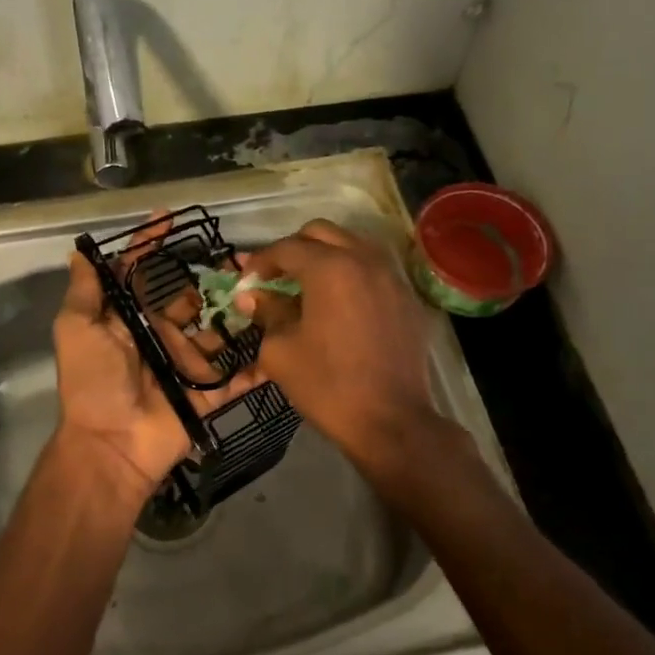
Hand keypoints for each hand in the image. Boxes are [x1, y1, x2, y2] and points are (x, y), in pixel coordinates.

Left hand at [53, 250, 262, 491]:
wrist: (113, 444)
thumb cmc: (93, 382)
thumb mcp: (77, 331)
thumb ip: (85, 293)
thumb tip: (80, 253)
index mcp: (131, 321)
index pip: (142, 275)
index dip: (151, 245)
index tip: (168, 216)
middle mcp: (162, 337)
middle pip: (190, 300)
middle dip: (210, 278)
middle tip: (239, 258)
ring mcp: (189, 364)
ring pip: (220, 332)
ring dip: (241, 312)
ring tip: (266, 288)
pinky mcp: (210, 391)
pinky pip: (239, 373)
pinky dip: (261, 361)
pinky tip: (284, 335)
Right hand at [237, 219, 438, 469]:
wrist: (390, 421)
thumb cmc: (327, 385)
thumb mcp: (281, 350)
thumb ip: (267, 313)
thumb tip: (253, 296)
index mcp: (329, 268)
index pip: (286, 248)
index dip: (260, 261)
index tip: (246, 280)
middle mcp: (365, 260)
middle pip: (322, 233)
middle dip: (293, 249)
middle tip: (275, 276)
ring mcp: (392, 278)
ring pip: (353, 246)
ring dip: (325, 257)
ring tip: (307, 286)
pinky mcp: (408, 300)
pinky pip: (374, 271)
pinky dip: (351, 276)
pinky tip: (340, 305)